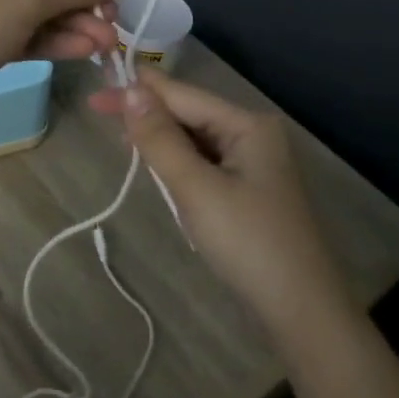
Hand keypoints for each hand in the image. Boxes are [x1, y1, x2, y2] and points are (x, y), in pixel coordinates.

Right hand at [92, 71, 357, 341]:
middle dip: (148, 114)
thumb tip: (132, 90)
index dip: (138, 90)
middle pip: (190, 114)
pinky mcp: (249, 190)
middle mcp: (254, 135)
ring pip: (195, 140)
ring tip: (121, 137)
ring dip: (161, 139)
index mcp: (248, 125)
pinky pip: (204, 163)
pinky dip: (178, 163)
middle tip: (98, 110)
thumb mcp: (196, 188)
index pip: (183, 96)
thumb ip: (161, 139)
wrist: (301, 310)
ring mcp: (254, 164)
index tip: (97, 87)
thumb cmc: (247, 242)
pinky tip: (157, 168)